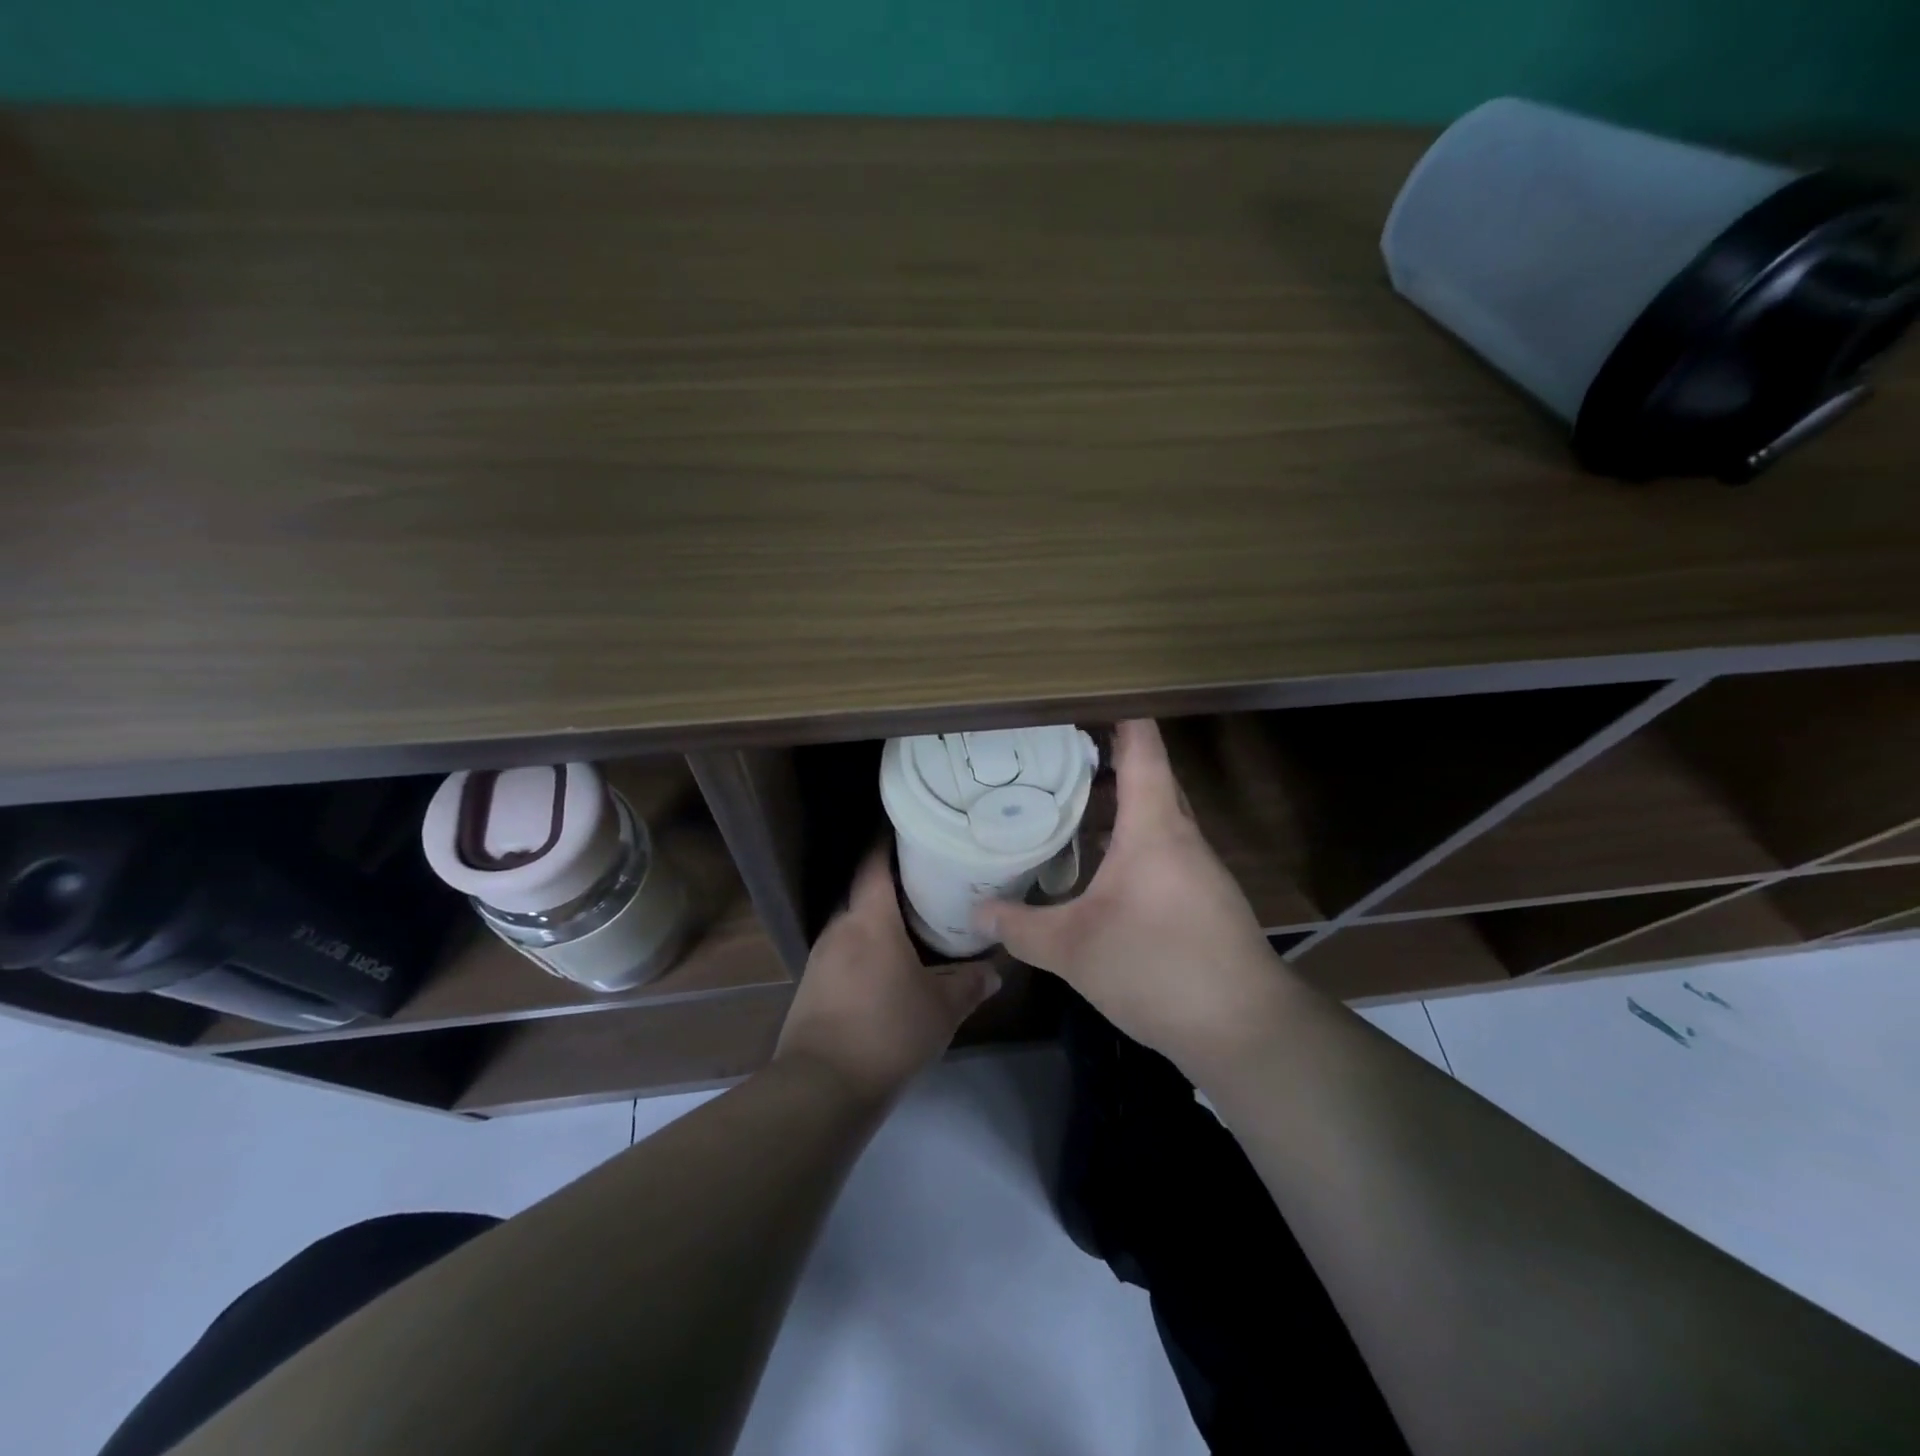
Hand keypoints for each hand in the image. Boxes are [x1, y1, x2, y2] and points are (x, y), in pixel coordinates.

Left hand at [776, 846, 1000, 1099]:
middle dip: (893, 886)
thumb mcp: (941, 1009)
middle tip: (929, 883)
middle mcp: (840, 927)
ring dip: (879, 922)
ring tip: (913, 925)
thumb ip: (969, 984)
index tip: (912, 831)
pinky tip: (887, 968)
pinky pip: (844, 953)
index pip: (874, 862)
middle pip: (865, 892)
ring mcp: (820, 957)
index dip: (889, 842)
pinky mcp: (812, 986)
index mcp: (869, 919)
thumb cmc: (888, 1031)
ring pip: (855, 925)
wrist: (821, 1087)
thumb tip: (994, 972)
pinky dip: (865, 951)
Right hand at [974, 719, 1280, 1072]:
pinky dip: (1129, 841)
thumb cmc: (1158, 968)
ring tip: (1065, 803)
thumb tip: (977, 912)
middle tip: (1052, 754)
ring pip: (1155, 816)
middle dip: (1104, 759)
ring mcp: (1197, 867)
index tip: (1080, 697)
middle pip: (1148, 776)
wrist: (1245, 1029)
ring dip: (1116, 804)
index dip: (1117, 712)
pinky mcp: (1203, 897)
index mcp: (1154, 826)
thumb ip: (1021, 927)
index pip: (1142, 747)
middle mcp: (1181, 835)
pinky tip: (1097, 866)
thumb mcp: (1073, 949)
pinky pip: (1162, 849)